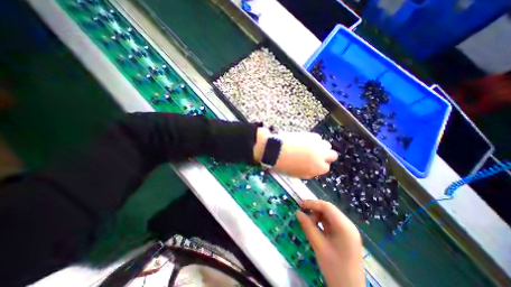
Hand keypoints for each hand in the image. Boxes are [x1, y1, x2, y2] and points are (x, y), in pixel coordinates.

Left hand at [252, 127, 337, 177]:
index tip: (314, 162)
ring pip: (327, 145)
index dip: (319, 165)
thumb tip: (310, 167)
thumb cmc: (282, 164)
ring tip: (311, 146)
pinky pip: (318, 138)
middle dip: (326, 155)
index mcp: (316, 169)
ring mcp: (318, 146)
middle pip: (332, 155)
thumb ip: (307, 171)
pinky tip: (305, 140)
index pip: (325, 168)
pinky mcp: (312, 136)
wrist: (275, 150)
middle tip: (316, 154)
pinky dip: (314, 140)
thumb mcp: (296, 173)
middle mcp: (321, 157)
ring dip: (321, 146)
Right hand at [296, 200, 366, 286]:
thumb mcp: (319, 246)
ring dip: (318, 216)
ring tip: (309, 224)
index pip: (327, 207)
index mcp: (345, 227)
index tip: (300, 205)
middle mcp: (348, 225)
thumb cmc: (335, 269)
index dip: (313, 203)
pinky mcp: (345, 235)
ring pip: (329, 215)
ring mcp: (348, 230)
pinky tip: (316, 228)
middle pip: (329, 210)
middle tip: (303, 214)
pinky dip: (322, 222)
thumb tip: (298, 212)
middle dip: (315, 210)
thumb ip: (308, 227)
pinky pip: (331, 222)